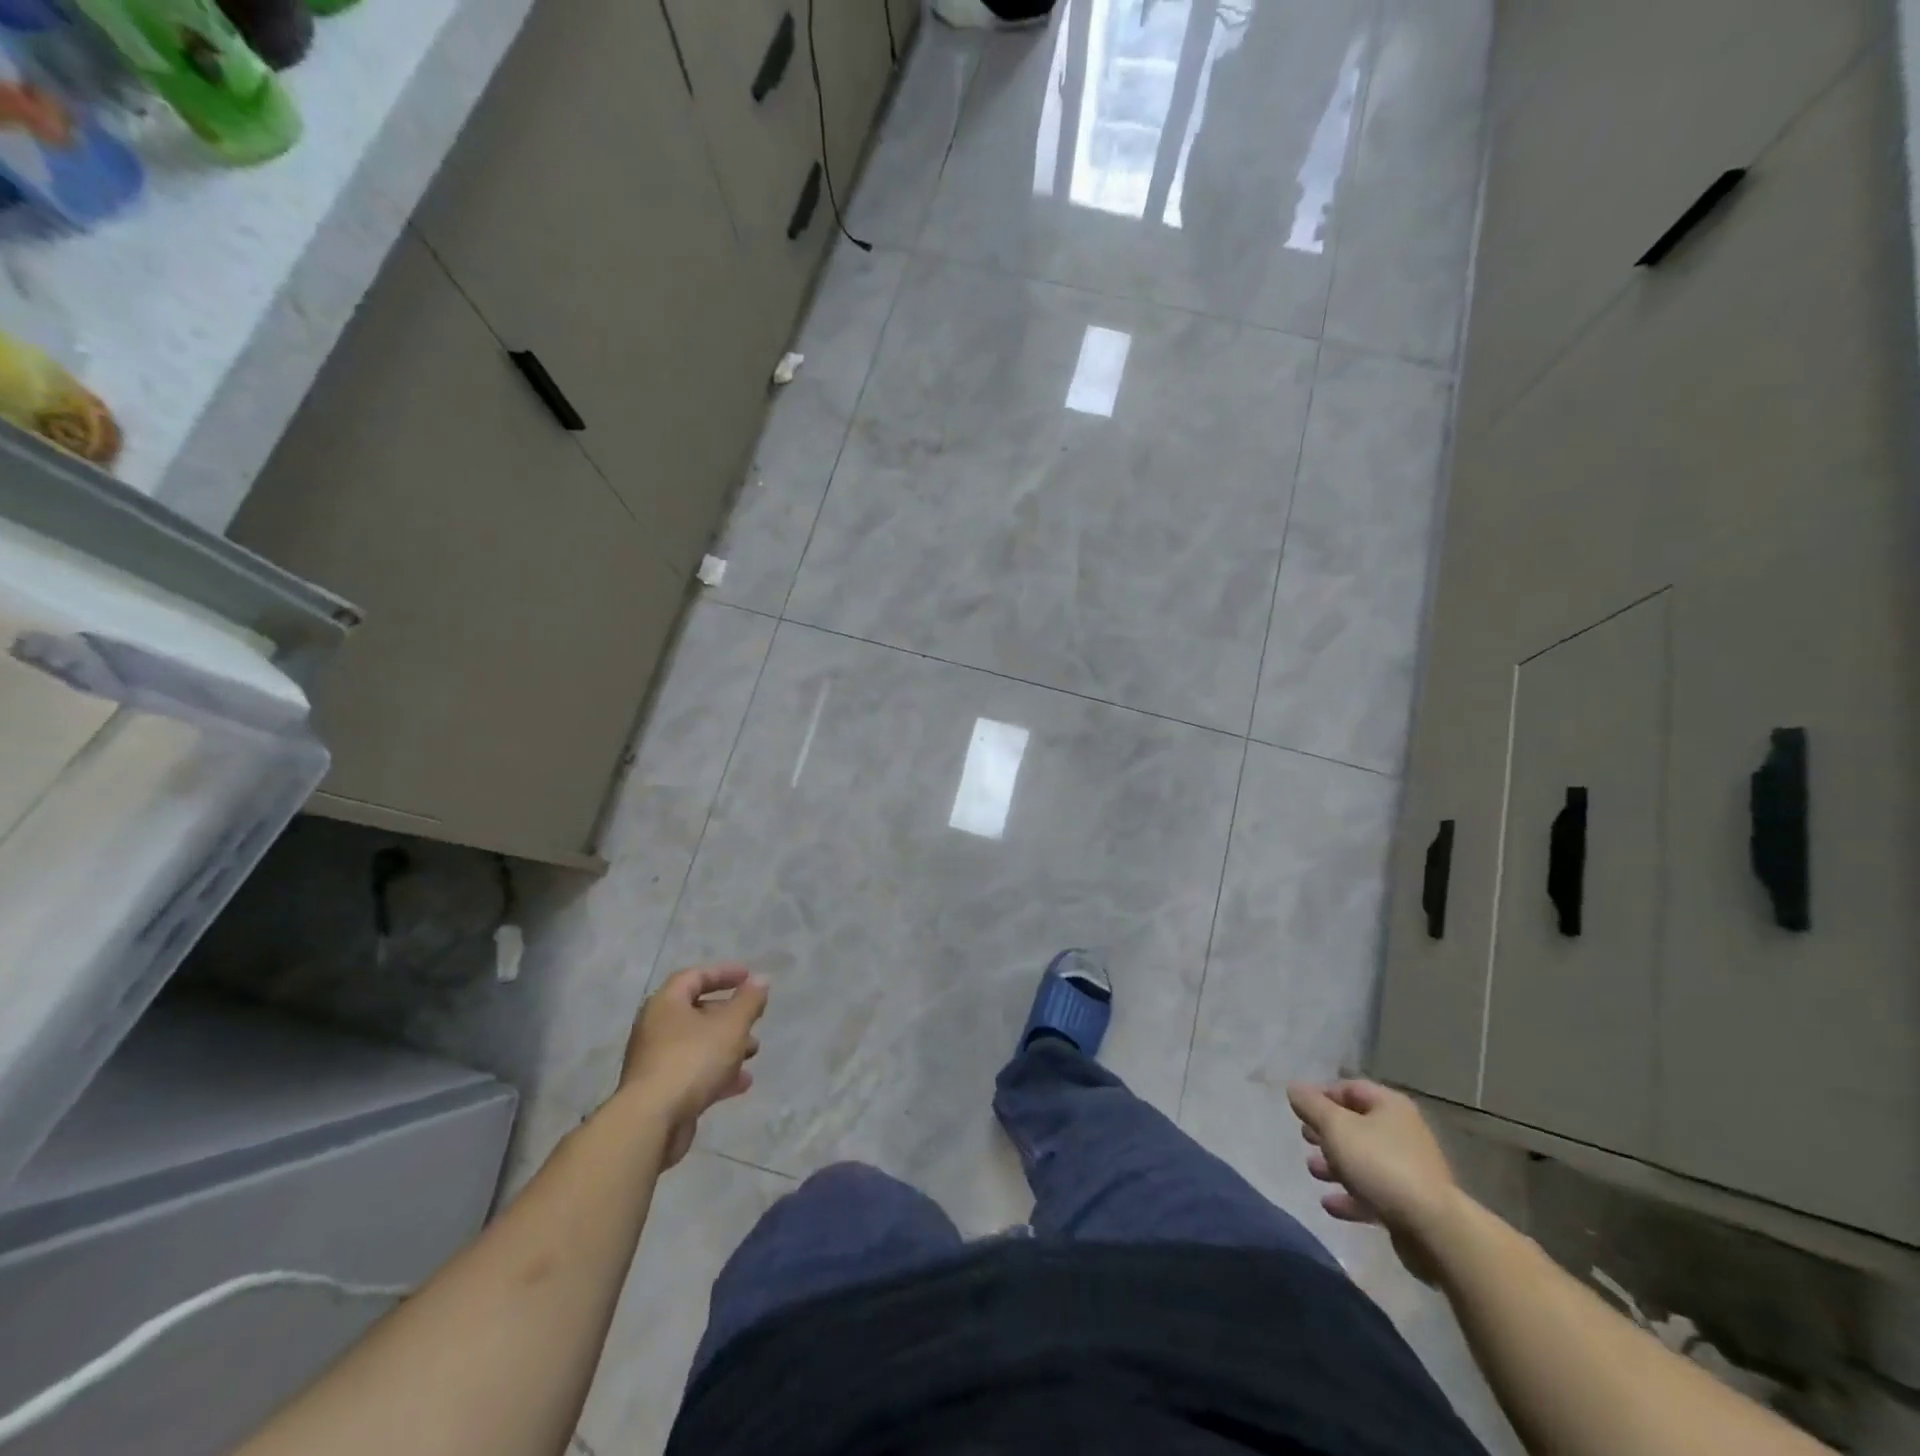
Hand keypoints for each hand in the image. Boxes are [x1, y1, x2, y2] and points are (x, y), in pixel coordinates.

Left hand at [622, 963, 768, 1166]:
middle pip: (696, 1011)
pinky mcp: (660, 1092)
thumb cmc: (692, 1060)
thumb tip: (761, 980)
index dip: (723, 973)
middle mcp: (656, 1028)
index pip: (694, 977)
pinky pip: (693, 1072)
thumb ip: (749, 1001)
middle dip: (730, 1014)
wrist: (651, 1122)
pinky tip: (742, 1082)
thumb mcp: (731, 1025)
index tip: (749, 977)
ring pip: (697, 1044)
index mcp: (666, 1004)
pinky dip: (717, 1072)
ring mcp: (655, 1061)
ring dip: (727, 1045)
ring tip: (754, 1051)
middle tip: (754, 1018)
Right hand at [1286, 1079, 1460, 1282]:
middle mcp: (1402, 1132)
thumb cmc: (1380, 1164)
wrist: (1433, 1229)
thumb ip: (1311, 1105)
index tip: (1300, 1110)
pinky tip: (1330, 1204)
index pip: (1350, 1088)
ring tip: (1313, 1171)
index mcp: (1389, 1106)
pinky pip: (1373, 1192)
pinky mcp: (1410, 1204)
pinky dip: (1350, 1196)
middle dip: (1327, 1132)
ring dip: (1335, 1165)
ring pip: (1363, 1160)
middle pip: (1357, 1125)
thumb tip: (1294, 1087)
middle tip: (1305, 1138)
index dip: (1322, 1095)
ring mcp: (1409, 1170)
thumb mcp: (1336, 1127)